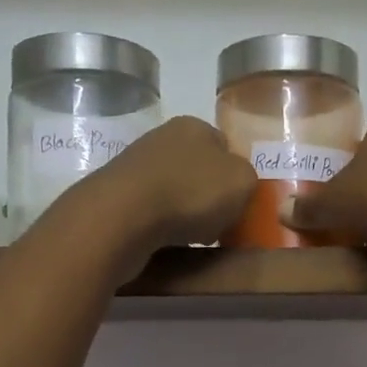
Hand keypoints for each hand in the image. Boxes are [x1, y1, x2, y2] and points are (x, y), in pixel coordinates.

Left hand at [71, 116, 256, 278]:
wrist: (124, 217)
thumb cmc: (191, 192)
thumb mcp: (243, 182)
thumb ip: (248, 178)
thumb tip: (236, 184)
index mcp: (194, 125)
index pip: (225, 146)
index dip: (235, 176)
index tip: (239, 203)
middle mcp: (162, 138)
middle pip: (199, 170)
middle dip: (210, 196)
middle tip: (219, 224)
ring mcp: (136, 165)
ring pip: (176, 191)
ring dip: (186, 213)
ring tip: (193, 236)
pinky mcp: (117, 195)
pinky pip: (153, 211)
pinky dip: (163, 225)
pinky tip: (167, 240)